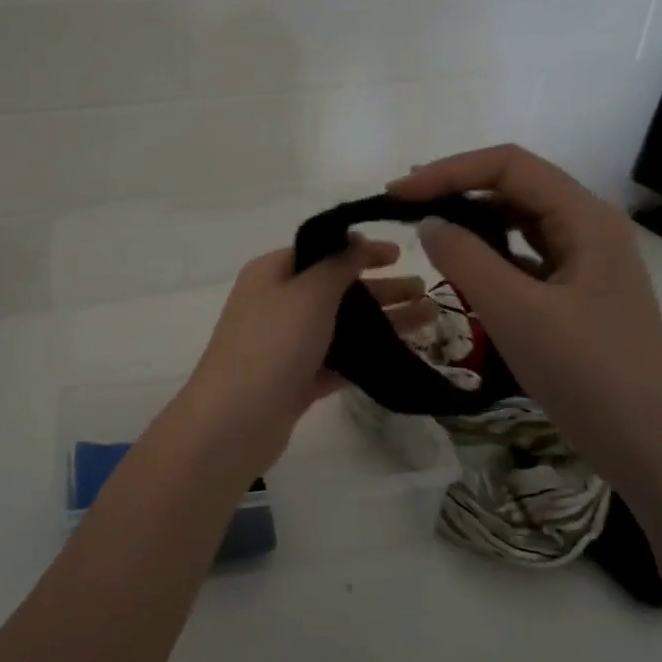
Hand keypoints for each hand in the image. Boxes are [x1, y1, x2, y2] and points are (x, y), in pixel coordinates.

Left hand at [175, 238, 402, 476]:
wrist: (234, 422)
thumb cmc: (272, 345)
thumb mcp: (309, 293)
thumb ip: (337, 264)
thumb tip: (356, 240)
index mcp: (271, 273)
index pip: (321, 251)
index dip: (360, 249)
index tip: (399, 255)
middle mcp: (277, 304)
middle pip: (335, 289)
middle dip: (380, 288)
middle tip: (425, 291)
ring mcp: (286, 345)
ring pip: (341, 326)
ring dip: (381, 322)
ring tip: (428, 322)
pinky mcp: (296, 380)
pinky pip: (337, 360)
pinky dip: (366, 356)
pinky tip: (402, 356)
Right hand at [388, 144, 661, 475]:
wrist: (643, 438)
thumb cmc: (583, 371)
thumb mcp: (515, 311)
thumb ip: (466, 259)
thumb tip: (430, 223)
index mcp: (585, 217)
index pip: (509, 166)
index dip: (448, 171)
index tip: (397, 193)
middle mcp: (590, 225)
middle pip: (516, 186)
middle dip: (457, 189)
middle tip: (404, 207)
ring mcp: (587, 257)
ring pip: (521, 219)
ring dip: (473, 219)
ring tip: (427, 230)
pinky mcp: (579, 287)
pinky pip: (527, 253)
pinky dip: (491, 251)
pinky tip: (464, 267)